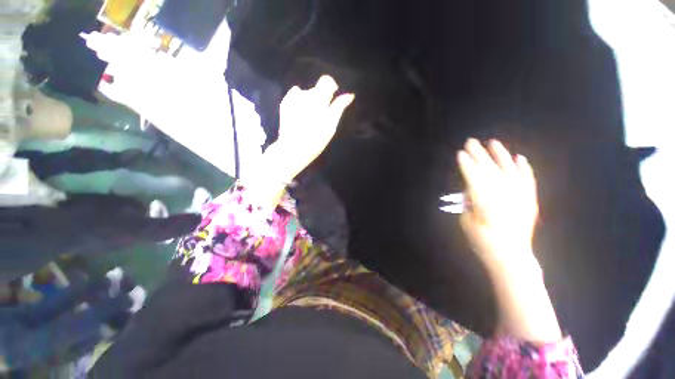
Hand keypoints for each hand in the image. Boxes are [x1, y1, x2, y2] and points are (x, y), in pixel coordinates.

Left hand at [241, 76, 353, 211]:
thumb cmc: (316, 141)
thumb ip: (339, 108)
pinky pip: (295, 96)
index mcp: (319, 100)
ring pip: (306, 94)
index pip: (326, 81)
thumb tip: (349, 95)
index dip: (330, 87)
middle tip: (319, 117)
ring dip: (309, 102)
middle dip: (320, 100)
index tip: (331, 98)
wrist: (293, 149)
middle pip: (316, 90)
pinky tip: (298, 115)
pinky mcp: (285, 103)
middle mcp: (306, 95)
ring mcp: (293, 99)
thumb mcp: (331, 126)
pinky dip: (298, 102)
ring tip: (308, 119)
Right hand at [457, 139, 561, 343]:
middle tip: (471, 142)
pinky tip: (519, 158)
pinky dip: (524, 168)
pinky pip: (527, 180)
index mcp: (484, 199)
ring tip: (494, 143)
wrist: (510, 257)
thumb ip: (469, 201)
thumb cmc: (482, 240)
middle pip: (487, 168)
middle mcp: (502, 193)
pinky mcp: (529, 200)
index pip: (472, 175)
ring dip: (500, 155)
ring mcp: (518, 195)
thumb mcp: (466, 221)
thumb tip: (471, 189)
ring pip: (508, 169)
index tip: (460, 153)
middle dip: (478, 154)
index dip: (465, 163)